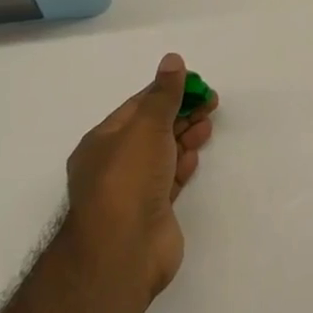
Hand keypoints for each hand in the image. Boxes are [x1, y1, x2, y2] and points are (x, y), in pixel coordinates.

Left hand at [63, 53, 218, 302]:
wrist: (123, 253)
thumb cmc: (128, 178)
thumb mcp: (146, 126)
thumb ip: (163, 94)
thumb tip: (172, 59)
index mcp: (102, 141)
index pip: (137, 106)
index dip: (166, 92)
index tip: (195, 83)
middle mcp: (113, 165)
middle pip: (152, 129)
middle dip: (180, 113)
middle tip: (210, 102)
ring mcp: (132, 192)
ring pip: (162, 154)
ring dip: (185, 136)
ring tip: (208, 122)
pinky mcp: (152, 215)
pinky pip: (169, 180)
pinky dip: (183, 164)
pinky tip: (195, 155)